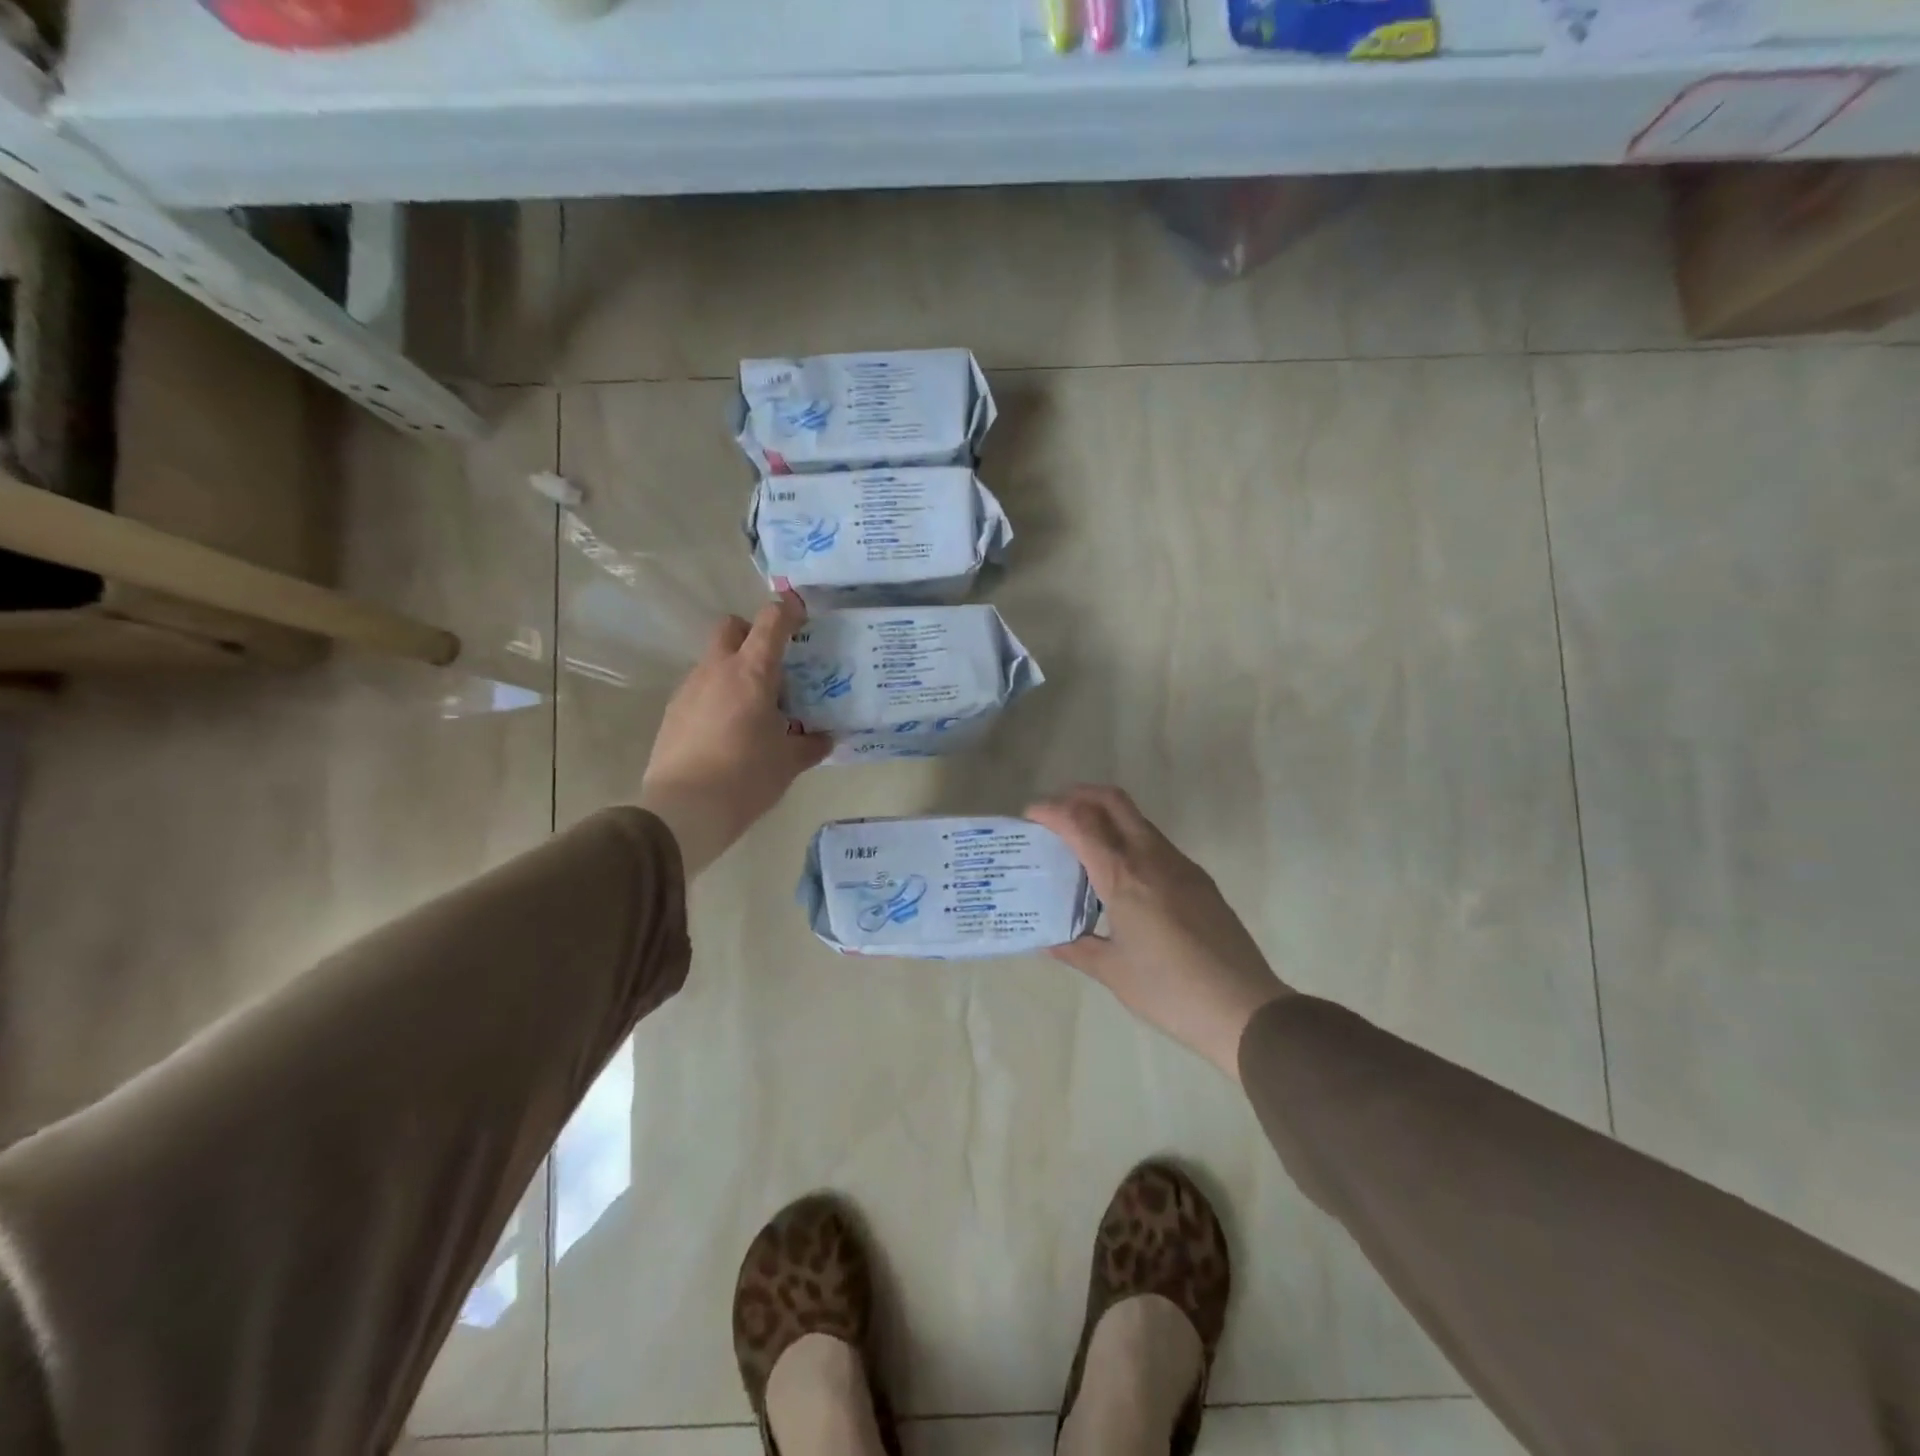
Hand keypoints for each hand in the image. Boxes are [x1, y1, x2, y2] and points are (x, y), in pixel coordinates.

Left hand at [638, 591, 830, 875]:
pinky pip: (700, 689)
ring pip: (714, 660)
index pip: (771, 622)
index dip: (788, 610)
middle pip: (731, 627)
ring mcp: (690, 689)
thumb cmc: (746, 777)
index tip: (801, 614)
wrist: (684, 809)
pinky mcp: (673, 712)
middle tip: (773, 666)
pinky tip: (728, 730)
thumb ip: (811, 744)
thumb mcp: (789, 762)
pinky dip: (717, 696)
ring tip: (754, 707)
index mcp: (752, 673)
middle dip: (752, 634)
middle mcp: (717, 670)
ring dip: (734, 669)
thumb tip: (825, 738)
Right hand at [1027, 784, 1291, 1080]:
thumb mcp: (1113, 972)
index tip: (1031, 814)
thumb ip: (1077, 949)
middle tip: (1055, 812)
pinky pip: (1154, 842)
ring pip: (1137, 819)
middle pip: (1113, 801)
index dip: (1052, 810)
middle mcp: (1151, 858)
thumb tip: (1050, 941)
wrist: (1244, 1007)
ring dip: (1105, 815)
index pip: (1081, 823)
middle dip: (1079, 795)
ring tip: (1082, 841)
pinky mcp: (1198, 878)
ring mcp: (1180, 865)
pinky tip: (1119, 872)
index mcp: (1124, 877)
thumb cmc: (1169, 991)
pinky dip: (1127, 838)